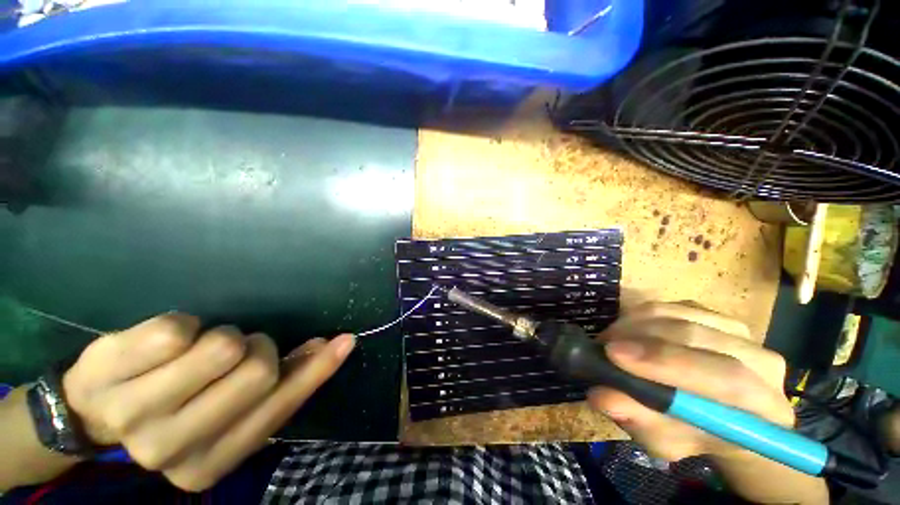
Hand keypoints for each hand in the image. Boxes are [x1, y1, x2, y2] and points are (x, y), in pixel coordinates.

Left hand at [62, 314, 354, 491]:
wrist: (93, 409)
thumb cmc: (175, 409)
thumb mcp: (229, 412)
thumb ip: (280, 385)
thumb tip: (328, 347)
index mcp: (207, 466)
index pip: (279, 408)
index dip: (316, 370)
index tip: (343, 341)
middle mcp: (170, 450)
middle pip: (257, 373)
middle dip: (257, 349)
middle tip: (235, 352)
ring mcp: (133, 414)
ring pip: (221, 348)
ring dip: (223, 338)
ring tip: (197, 351)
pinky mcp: (108, 371)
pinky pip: (178, 329)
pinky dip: (186, 326)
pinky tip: (163, 346)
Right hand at [587, 302, 826, 503]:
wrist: (725, 415)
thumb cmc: (696, 435)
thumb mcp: (666, 440)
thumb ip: (639, 420)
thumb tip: (601, 396)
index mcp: (763, 408)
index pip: (726, 378)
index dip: (666, 362)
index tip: (613, 354)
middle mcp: (761, 361)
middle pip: (697, 336)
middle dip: (639, 337)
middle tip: (601, 346)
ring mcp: (742, 332)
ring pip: (680, 314)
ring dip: (634, 323)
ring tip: (610, 338)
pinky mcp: (717, 315)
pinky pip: (673, 304)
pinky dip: (641, 314)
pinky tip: (627, 330)